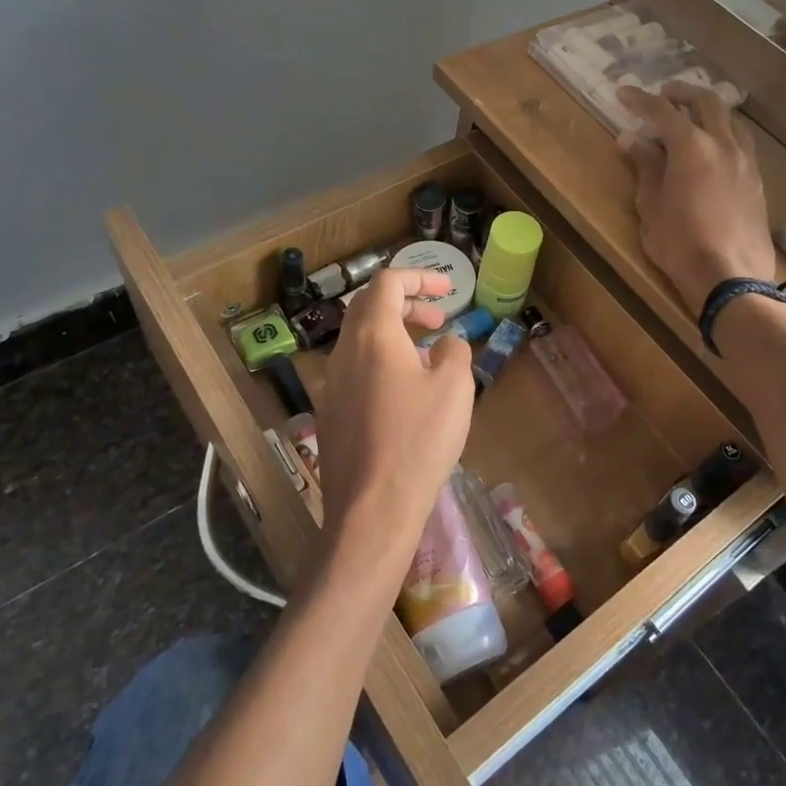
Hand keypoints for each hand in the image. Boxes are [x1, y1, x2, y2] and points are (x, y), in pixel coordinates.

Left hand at [315, 268, 474, 567]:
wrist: (372, 509)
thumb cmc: (419, 439)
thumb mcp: (454, 387)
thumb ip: (455, 351)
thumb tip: (447, 343)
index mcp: (373, 335)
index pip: (388, 282)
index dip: (420, 277)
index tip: (449, 289)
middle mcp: (344, 351)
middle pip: (369, 306)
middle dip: (407, 303)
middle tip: (440, 318)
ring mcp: (331, 384)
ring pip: (361, 339)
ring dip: (395, 334)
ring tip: (429, 355)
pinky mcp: (330, 413)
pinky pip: (356, 369)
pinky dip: (382, 362)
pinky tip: (406, 393)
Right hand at [617, 82, 777, 311]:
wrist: (731, 278)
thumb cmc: (680, 244)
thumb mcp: (651, 206)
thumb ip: (645, 167)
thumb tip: (631, 140)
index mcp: (692, 147)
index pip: (663, 111)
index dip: (640, 100)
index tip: (623, 93)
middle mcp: (724, 144)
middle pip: (708, 102)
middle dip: (683, 93)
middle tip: (665, 95)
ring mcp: (746, 162)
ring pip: (732, 121)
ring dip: (710, 112)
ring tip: (693, 120)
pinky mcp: (757, 183)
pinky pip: (742, 144)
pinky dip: (724, 136)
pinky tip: (714, 153)